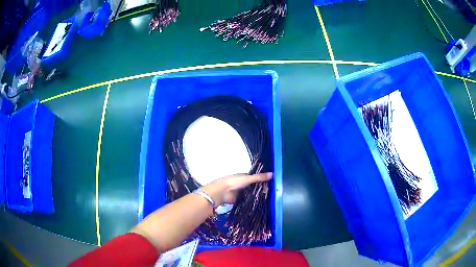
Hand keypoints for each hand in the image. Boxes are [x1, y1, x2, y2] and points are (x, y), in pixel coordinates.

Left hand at [201, 172, 272, 205]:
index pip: (255, 178)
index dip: (263, 181)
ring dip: (257, 196)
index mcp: (244, 177)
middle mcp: (243, 184)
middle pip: (254, 187)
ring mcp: (241, 192)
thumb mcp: (248, 178)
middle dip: (261, 189)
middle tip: (272, 193)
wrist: (222, 192)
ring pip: (251, 194)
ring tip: (269, 199)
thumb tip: (273, 174)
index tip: (272, 184)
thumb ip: (259, 177)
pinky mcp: (239, 200)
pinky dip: (252, 202)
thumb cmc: (235, 182)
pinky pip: (248, 201)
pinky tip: (261, 204)